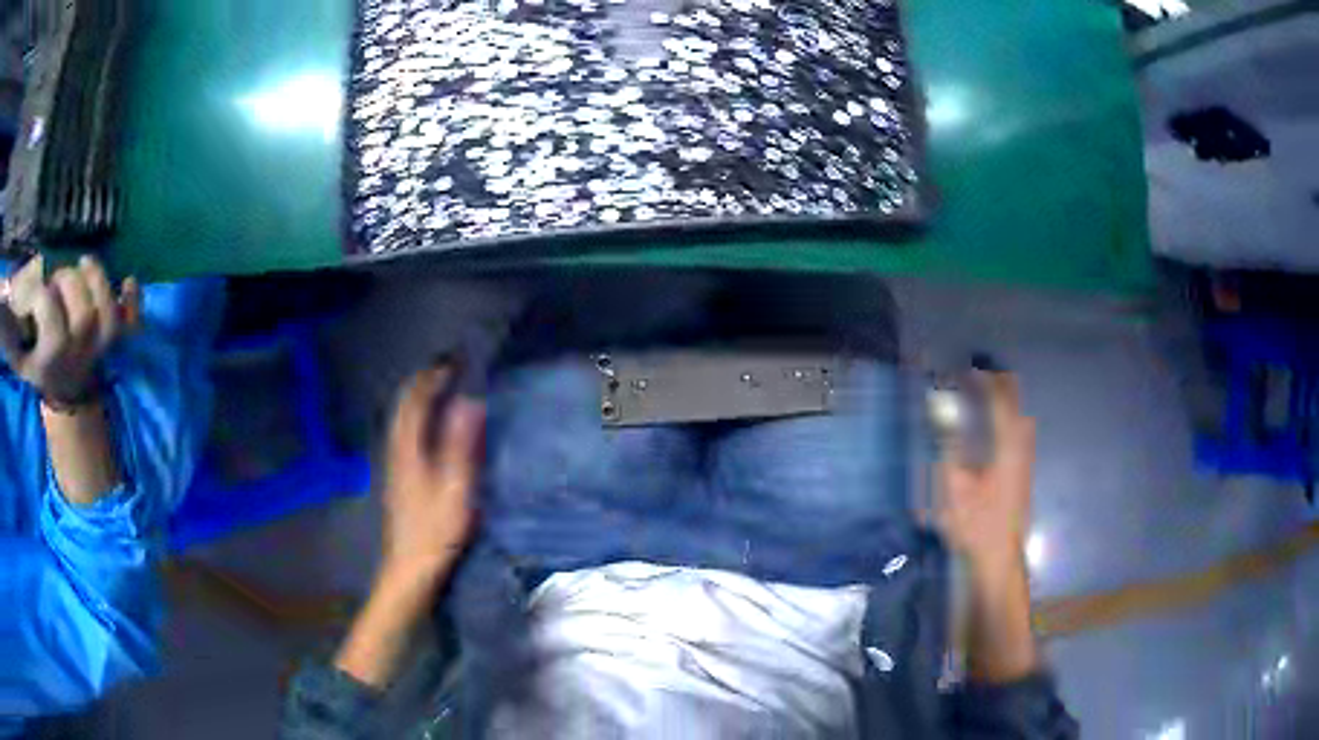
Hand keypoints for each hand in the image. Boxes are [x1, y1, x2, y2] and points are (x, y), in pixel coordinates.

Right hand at [0, 256, 139, 404]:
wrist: (66, 393)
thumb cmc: (38, 365)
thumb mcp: (21, 355)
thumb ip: (14, 331)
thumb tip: (9, 298)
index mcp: (51, 356)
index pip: (50, 317)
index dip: (43, 294)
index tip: (39, 289)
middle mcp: (77, 353)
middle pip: (82, 312)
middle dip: (69, 281)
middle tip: (58, 278)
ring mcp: (98, 348)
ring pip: (107, 314)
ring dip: (97, 280)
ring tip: (84, 265)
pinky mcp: (113, 342)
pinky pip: (131, 327)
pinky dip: (134, 305)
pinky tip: (129, 282)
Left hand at [334, 365, 483, 688]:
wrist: (410, 569)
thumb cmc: (435, 532)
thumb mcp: (455, 489)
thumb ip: (461, 446)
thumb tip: (469, 403)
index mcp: (409, 450)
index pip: (415, 401)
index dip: (432, 378)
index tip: (453, 363)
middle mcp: (397, 451)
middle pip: (403, 408)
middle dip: (421, 384)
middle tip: (445, 371)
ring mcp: (394, 466)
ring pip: (401, 422)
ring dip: (417, 401)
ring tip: (439, 391)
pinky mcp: (398, 480)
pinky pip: (403, 436)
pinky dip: (415, 420)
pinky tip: (428, 430)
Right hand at [937, 372, 1040, 682]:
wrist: (997, 560)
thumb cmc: (974, 525)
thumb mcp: (953, 485)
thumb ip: (947, 443)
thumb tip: (941, 409)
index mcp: (1007, 442)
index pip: (996, 395)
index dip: (978, 377)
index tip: (958, 366)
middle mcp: (1020, 443)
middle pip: (1010, 400)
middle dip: (989, 383)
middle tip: (964, 378)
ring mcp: (1023, 457)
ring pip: (1012, 416)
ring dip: (994, 402)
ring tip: (970, 398)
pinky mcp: (1019, 471)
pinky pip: (1010, 431)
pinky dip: (996, 421)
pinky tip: (980, 432)